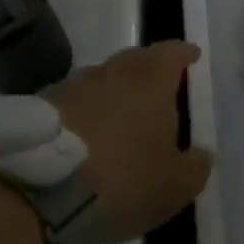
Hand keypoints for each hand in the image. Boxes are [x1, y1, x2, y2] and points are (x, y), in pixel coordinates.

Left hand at [47, 41, 212, 243]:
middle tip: (158, 88)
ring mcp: (73, 85)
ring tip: (119, 115)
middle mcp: (112, 71)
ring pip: (101, 79)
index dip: (183, 54)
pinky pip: (72, 101)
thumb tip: (201, 155)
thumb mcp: (175, 185)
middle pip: (136, 59)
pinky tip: (84, 134)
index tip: (191, 57)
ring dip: (113, 91)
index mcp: (151, 80)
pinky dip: (83, 111)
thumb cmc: (125, 179)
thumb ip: (195, 167)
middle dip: (149, 69)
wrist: (43, 190)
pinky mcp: (42, 106)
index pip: (172, 53)